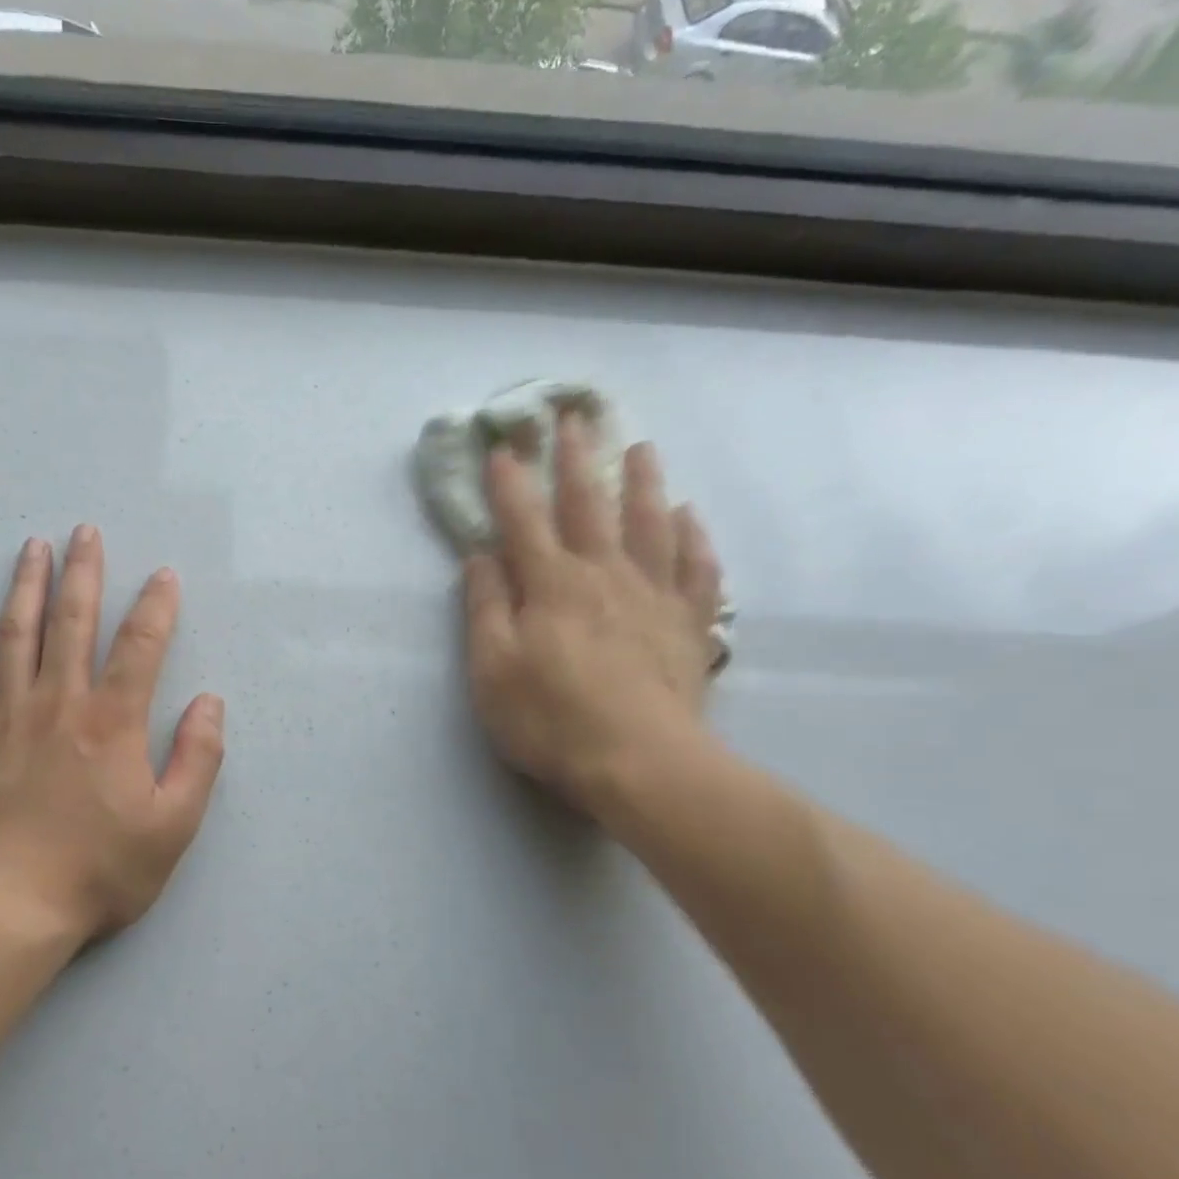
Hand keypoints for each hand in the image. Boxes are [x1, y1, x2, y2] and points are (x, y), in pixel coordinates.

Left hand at [0, 527, 224, 947]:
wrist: (8, 908)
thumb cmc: (100, 871)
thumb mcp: (174, 825)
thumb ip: (198, 759)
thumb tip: (209, 702)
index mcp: (112, 723)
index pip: (140, 647)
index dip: (156, 607)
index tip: (164, 575)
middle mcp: (59, 705)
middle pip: (72, 623)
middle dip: (84, 573)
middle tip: (86, 532)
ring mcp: (5, 718)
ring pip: (16, 635)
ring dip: (28, 587)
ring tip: (34, 547)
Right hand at [462, 429, 725, 822]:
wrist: (638, 762)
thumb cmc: (550, 719)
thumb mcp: (491, 670)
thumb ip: (485, 609)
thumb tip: (481, 558)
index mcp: (551, 584)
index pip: (524, 520)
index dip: (510, 482)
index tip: (502, 445)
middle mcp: (605, 575)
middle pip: (589, 505)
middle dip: (576, 460)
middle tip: (574, 417)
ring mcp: (654, 595)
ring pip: (651, 523)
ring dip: (643, 482)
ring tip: (641, 448)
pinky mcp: (689, 624)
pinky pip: (697, 569)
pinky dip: (694, 539)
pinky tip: (690, 519)